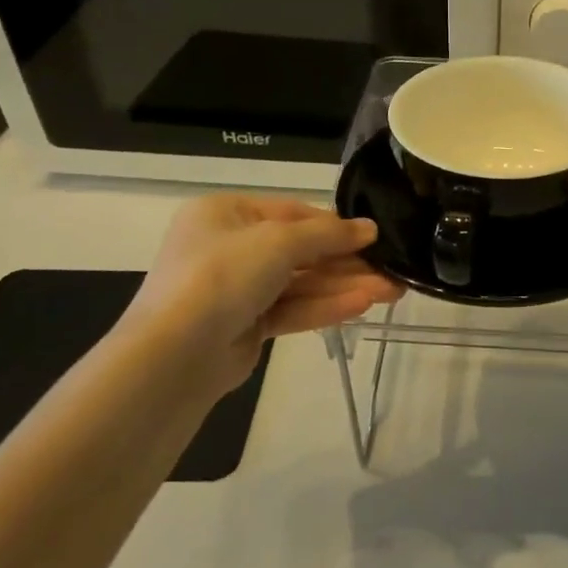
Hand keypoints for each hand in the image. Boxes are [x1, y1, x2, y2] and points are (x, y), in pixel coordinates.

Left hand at [118, 195, 402, 398]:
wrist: (175, 354)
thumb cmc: (223, 275)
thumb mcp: (279, 241)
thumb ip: (328, 234)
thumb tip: (370, 229)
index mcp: (225, 213)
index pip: (292, 212)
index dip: (334, 225)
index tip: (374, 236)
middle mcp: (229, 247)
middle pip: (300, 250)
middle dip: (346, 261)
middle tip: (392, 268)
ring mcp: (236, 289)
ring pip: (300, 283)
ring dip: (344, 285)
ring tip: (391, 290)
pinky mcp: (245, 326)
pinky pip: (292, 309)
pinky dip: (326, 306)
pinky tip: (363, 304)